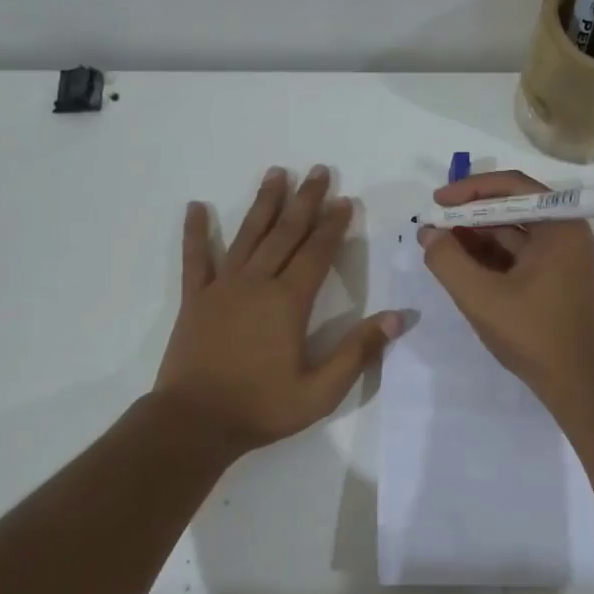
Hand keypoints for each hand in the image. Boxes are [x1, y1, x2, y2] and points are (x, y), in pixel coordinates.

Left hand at [156, 165, 401, 453]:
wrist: (195, 422)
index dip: (333, 225)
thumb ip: (358, 351)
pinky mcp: (195, 299)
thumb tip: (398, 317)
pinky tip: (195, 207)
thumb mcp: (321, 390)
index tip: (345, 200)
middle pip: (285, 233)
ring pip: (247, 235)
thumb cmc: (262, 407)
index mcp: (288, 302)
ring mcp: (222, 288)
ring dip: (264, 203)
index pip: (317, 253)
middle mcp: (257, 283)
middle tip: (319, 171)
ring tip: (276, 173)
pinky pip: (196, 259)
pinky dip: (196, 232)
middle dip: (305, 201)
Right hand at [417, 170, 593, 400]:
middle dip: (470, 214)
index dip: (470, 189)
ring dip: (477, 236)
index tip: (437, 201)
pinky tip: (461, 265)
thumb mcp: (481, 297)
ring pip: (514, 233)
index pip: (513, 186)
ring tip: (439, 246)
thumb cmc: (534, 334)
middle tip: (433, 225)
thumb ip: (448, 261)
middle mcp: (567, 234)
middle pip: (513, 208)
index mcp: (560, 226)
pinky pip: (519, 256)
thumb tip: (428, 234)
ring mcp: (563, 258)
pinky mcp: (555, 280)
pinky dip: (490, 257)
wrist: (578, 383)